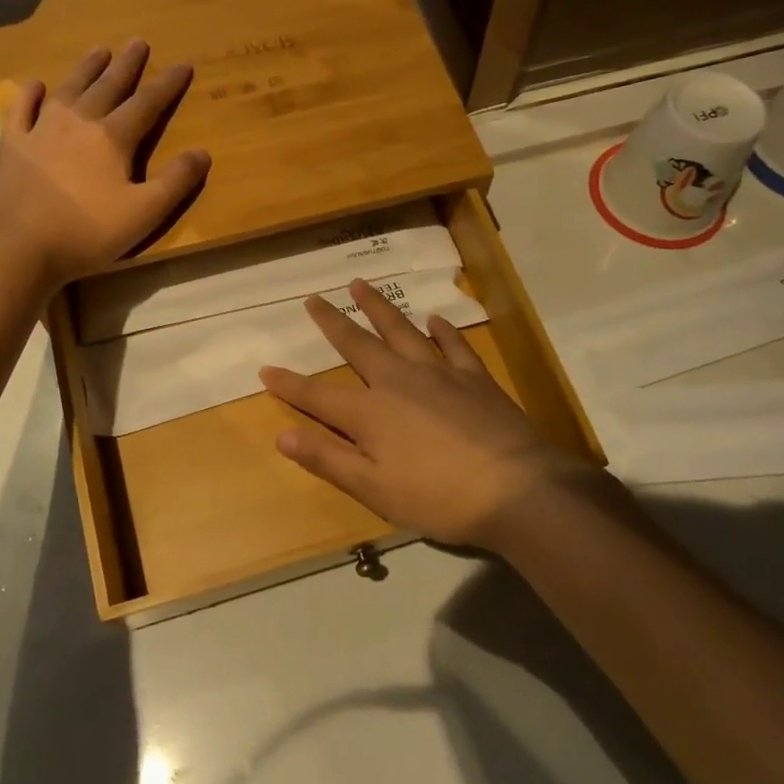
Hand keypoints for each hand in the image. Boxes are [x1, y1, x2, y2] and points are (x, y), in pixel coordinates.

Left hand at [0, 41, 210, 286]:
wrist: (21, 249)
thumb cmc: (88, 233)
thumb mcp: (144, 213)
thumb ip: (176, 182)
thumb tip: (202, 153)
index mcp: (112, 138)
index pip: (147, 103)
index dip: (168, 84)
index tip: (183, 64)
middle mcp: (78, 123)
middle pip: (108, 86)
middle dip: (127, 65)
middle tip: (138, 42)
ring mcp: (41, 130)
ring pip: (69, 90)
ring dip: (86, 69)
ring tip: (99, 50)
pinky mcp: (12, 145)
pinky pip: (22, 110)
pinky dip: (30, 95)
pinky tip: (36, 85)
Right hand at [258, 279, 607, 551]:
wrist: (517, 491)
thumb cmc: (438, 498)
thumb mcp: (374, 489)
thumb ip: (328, 459)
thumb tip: (282, 435)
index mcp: (370, 413)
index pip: (318, 395)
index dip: (289, 385)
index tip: (266, 369)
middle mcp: (398, 381)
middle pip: (358, 345)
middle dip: (332, 322)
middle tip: (315, 298)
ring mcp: (439, 374)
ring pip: (401, 331)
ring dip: (379, 308)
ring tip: (361, 285)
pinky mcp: (474, 378)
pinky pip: (453, 345)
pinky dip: (442, 330)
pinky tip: (435, 319)